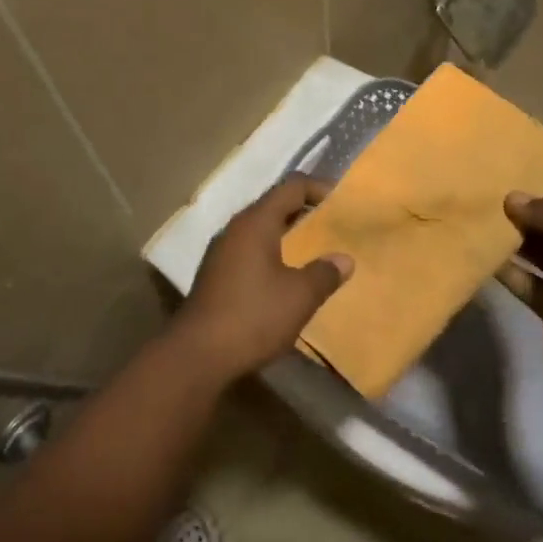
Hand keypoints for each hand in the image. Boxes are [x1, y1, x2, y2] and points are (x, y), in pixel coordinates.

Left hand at [173, 176, 352, 378]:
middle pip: (274, 206)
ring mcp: (221, 253)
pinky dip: (272, 255)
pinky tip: (286, 279)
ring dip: (287, 236)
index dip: (318, 189)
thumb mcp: (299, 296)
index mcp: (255, 223)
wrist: (198, 354)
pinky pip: (249, 252)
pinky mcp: (216, 276)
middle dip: (304, 213)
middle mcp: (235, 230)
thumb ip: (325, 273)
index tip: (342, 205)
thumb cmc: (253, 316)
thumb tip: (343, 260)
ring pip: (260, 231)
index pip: (291, 187)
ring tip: (314, 252)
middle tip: (333, 227)